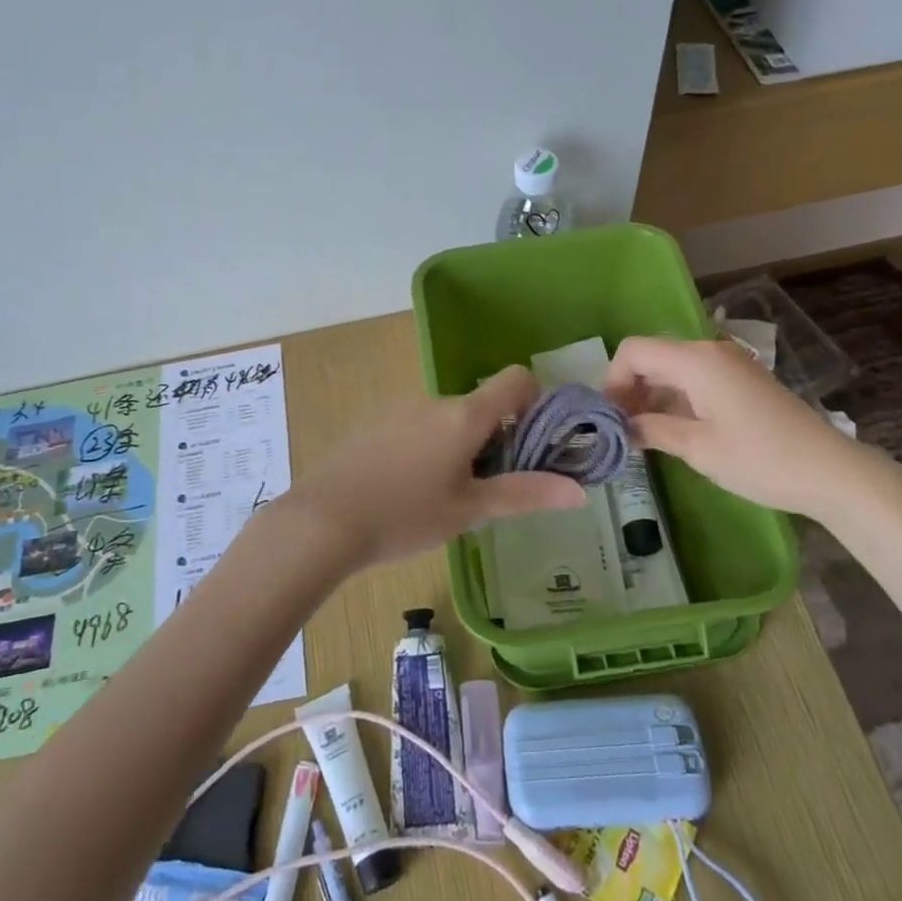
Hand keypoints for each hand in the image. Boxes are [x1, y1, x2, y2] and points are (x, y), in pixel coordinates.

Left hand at [280, 366, 586, 568]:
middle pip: (481, 406)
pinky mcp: (372, 425)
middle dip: (496, 440)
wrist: (322, 521)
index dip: (535, 402)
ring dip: (460, 448)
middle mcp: (433, 402)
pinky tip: (408, 492)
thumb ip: (525, 494)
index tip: (534, 443)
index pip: (515, 379)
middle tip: (490, 490)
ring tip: (446, 498)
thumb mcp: (470, 510)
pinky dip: (427, 450)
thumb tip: (580, 491)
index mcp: (463, 415)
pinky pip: (415, 428)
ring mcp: (398, 410)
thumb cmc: (405, 515)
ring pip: (447, 421)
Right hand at [604, 335, 891, 525]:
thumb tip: (621, 427)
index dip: (612, 380)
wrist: (832, 472)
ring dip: (651, 395)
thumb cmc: (760, 459)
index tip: (610, 418)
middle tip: (621, 429)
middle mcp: (709, 352)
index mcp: (695, 361)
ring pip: (672, 368)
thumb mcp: (698, 448)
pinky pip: (694, 379)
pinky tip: (673, 429)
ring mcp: (729, 365)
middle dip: (629, 389)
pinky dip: (674, 398)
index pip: (633, 351)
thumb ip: (652, 429)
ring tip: (643, 434)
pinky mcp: (742, 381)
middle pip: (651, 356)